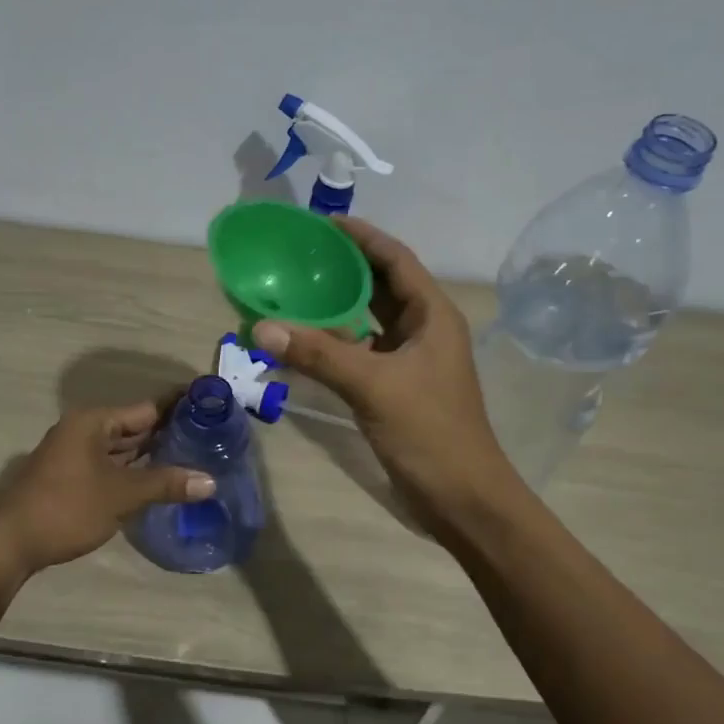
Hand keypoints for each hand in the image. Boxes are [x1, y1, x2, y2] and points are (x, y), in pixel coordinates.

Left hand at [0, 399, 213, 577]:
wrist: (9, 543)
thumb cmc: (66, 508)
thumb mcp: (121, 495)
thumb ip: (165, 484)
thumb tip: (210, 481)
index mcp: (93, 422)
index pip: (146, 408)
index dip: (178, 407)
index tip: (210, 406)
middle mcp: (83, 431)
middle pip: (134, 427)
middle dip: (168, 433)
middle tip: (210, 438)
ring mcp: (75, 456)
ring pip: (123, 449)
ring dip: (152, 455)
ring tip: (194, 458)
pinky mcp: (72, 479)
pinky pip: (112, 467)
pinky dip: (134, 472)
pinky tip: (160, 482)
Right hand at [252, 217, 510, 535]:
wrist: (463, 499)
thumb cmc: (430, 433)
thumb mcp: (373, 386)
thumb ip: (318, 354)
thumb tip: (261, 327)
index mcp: (432, 316)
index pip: (396, 260)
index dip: (363, 237)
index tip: (323, 223)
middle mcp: (423, 331)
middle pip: (381, 286)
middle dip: (343, 269)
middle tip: (297, 256)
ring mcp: (411, 362)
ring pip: (369, 322)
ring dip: (336, 308)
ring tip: (292, 292)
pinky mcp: (397, 389)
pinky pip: (361, 353)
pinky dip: (334, 344)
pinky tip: (303, 343)